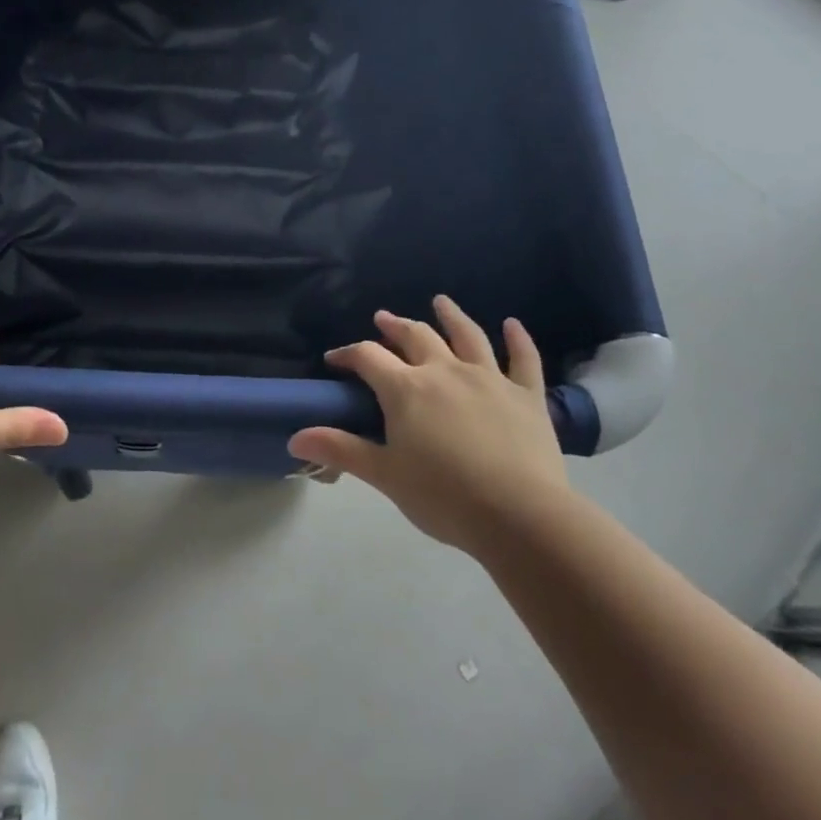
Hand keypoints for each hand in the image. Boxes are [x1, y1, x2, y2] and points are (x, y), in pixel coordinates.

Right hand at [288, 296, 567, 553]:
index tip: (335, 360)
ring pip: (467, 336)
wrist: (520, 517)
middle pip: (415, 337)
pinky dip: (518, 340)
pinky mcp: (527, 395)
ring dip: (451, 316)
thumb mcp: (385, 475)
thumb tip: (293, 437)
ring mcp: (489, 379)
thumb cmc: (444, 497)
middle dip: (395, 327)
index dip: (348, 354)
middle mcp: (445, 371)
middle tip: (383, 319)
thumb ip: (341, 450)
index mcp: (406, 389)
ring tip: (441, 302)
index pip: (368, 357)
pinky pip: (523, 359)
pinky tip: (513, 324)